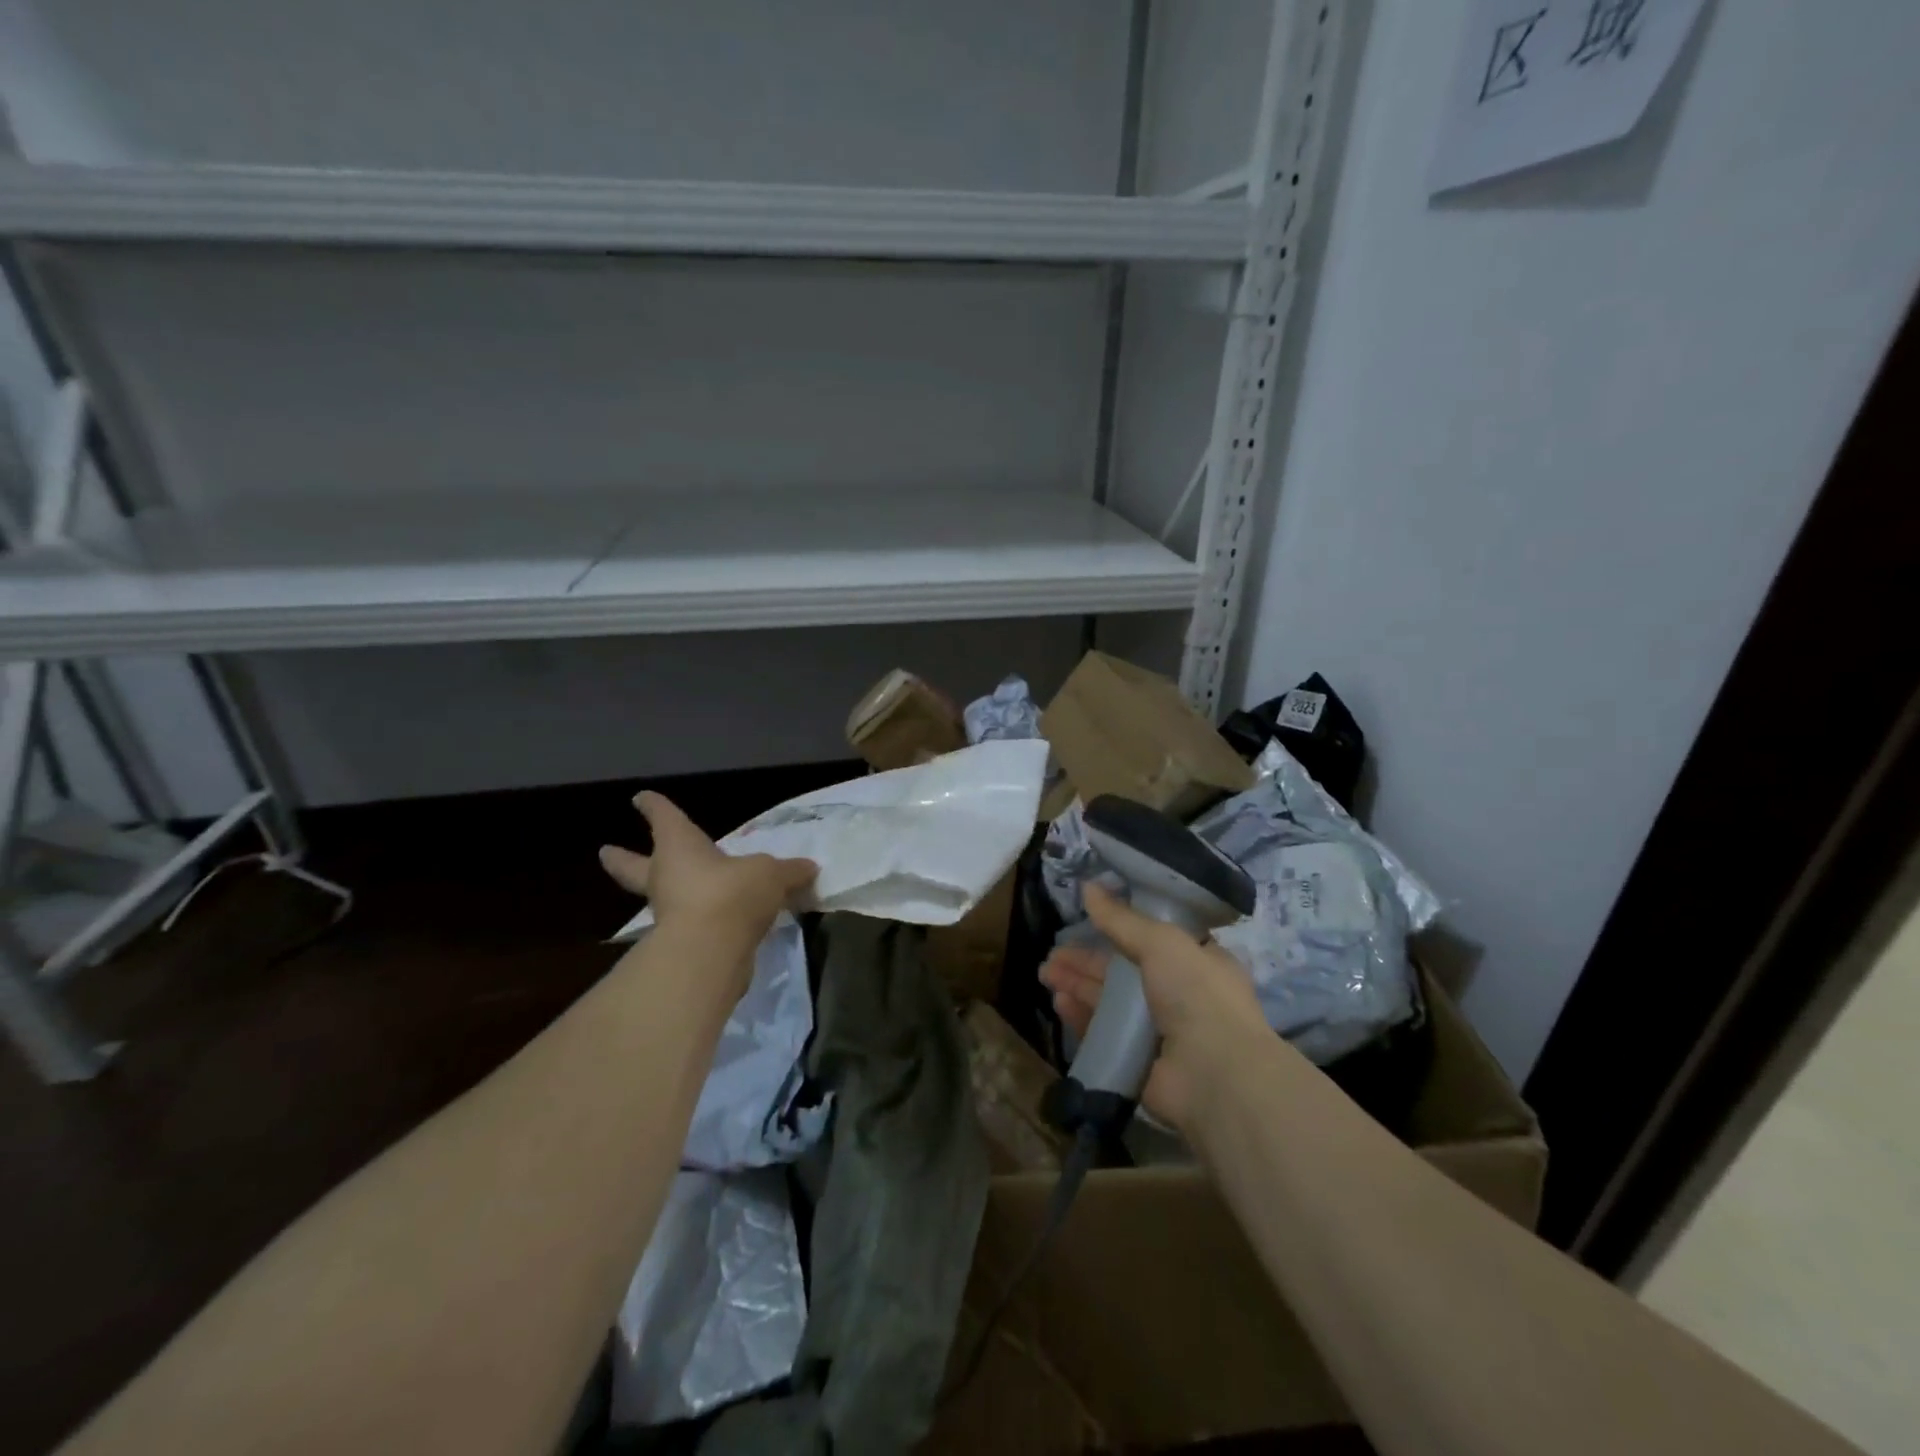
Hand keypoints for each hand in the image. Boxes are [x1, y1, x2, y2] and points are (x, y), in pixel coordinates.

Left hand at [600, 792, 815, 980]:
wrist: (711, 951)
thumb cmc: (732, 892)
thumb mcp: (772, 874)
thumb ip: (789, 871)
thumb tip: (808, 868)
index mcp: (680, 847)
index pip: (664, 818)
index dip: (655, 807)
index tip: (640, 798)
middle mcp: (666, 876)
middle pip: (634, 865)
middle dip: (621, 859)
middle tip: (605, 851)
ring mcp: (668, 912)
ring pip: (661, 897)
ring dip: (665, 893)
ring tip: (680, 890)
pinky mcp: (679, 944)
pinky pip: (689, 925)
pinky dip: (700, 921)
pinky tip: (718, 924)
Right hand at [1039, 883, 1271, 1130]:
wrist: (1215, 1074)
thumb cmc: (1197, 994)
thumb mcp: (1161, 942)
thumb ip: (1121, 918)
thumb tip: (1087, 886)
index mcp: (1199, 963)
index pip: (1154, 941)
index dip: (1119, 930)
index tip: (1088, 922)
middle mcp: (1181, 996)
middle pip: (1124, 972)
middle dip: (1087, 961)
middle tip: (1052, 953)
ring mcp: (1161, 1032)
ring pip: (1110, 1002)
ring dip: (1078, 985)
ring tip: (1045, 973)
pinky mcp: (1140, 1062)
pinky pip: (1105, 1034)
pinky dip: (1081, 1017)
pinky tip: (1059, 1003)